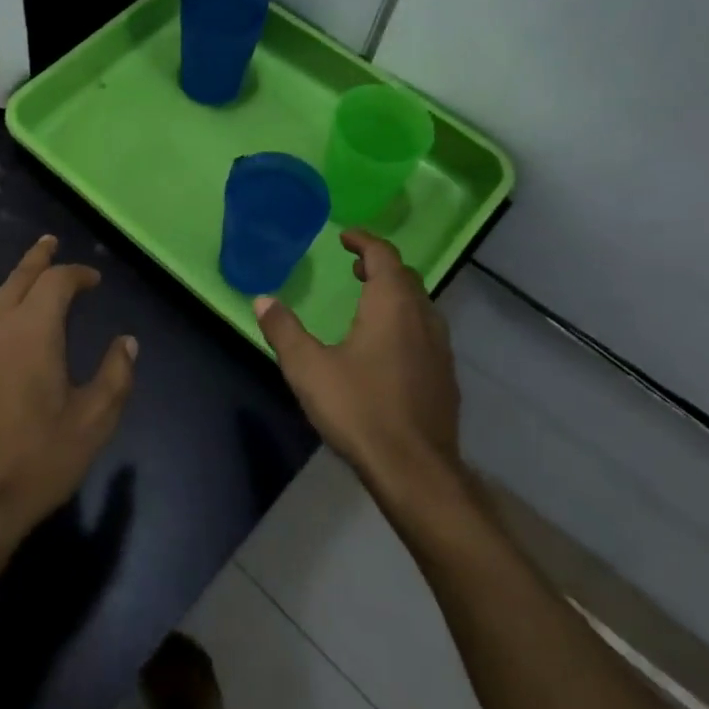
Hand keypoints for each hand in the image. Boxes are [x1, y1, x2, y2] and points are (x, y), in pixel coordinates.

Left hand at [0, 235, 136, 565]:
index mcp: (32, 330)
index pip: (55, 282)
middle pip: (18, 278)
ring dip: (15, 280)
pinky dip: (0, 306)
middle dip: (38, 259)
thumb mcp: (93, 422)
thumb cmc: (37, 460)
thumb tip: (127, 342)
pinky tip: (7, 323)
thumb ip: (115, 376)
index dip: (77, 274)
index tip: (94, 280)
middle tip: (50, 243)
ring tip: (30, 276)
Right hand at [255, 229, 462, 500]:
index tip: (345, 237)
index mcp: (392, 306)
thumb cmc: (359, 409)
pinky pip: (426, 332)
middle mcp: (422, 318)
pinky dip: (405, 321)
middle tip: (354, 268)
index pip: (384, 256)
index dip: (364, 241)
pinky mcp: (445, 378)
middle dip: (380, 266)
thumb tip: (262, 299)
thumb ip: (283, 330)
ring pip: (419, 305)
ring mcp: (440, 349)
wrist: (415, 471)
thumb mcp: (307, 368)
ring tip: (368, 301)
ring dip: (395, 294)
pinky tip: (387, 348)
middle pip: (405, 277)